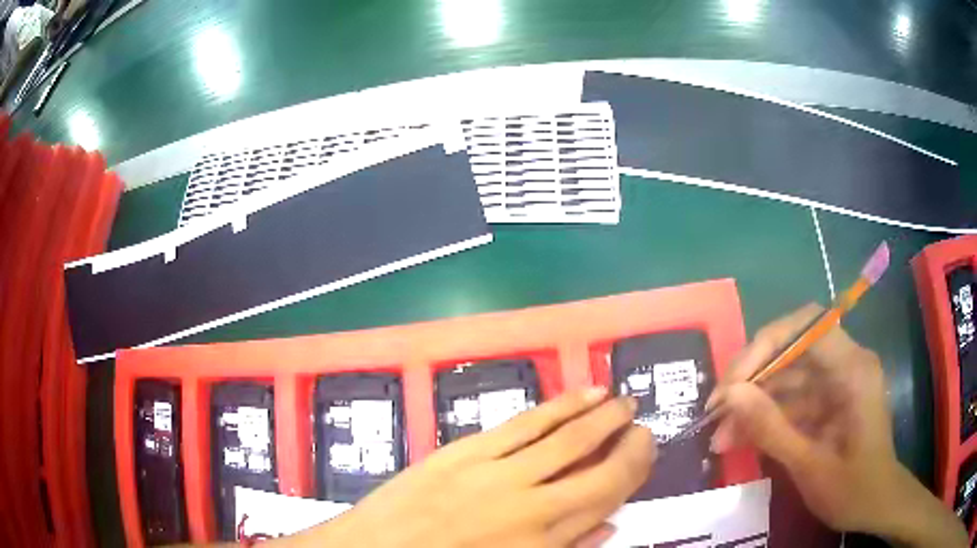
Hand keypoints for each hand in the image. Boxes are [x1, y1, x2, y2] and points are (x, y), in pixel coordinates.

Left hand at [288, 388, 655, 547]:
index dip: (635, 466)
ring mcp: (494, 471)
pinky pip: (522, 424)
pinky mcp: (464, 451)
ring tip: (619, 400)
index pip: (607, 493)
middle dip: (624, 437)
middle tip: (640, 421)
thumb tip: (609, 524)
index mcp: (543, 539)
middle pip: (592, 460)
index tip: (647, 446)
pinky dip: (557, 407)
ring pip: (562, 434)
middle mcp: (529, 502)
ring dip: (597, 413)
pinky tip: (579, 396)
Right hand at [709, 304, 966, 546]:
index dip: (766, 344)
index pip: (808, 327)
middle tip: (716, 411)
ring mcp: (838, 382)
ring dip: (754, 402)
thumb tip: (729, 395)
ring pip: (788, 376)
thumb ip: (772, 429)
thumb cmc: (853, 489)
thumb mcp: (810, 465)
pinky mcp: (829, 401)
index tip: (733, 383)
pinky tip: (741, 439)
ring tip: (721, 436)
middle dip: (753, 377)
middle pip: (793, 348)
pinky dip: (767, 417)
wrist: (877, 506)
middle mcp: (846, 364)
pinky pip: (793, 399)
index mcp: (853, 369)